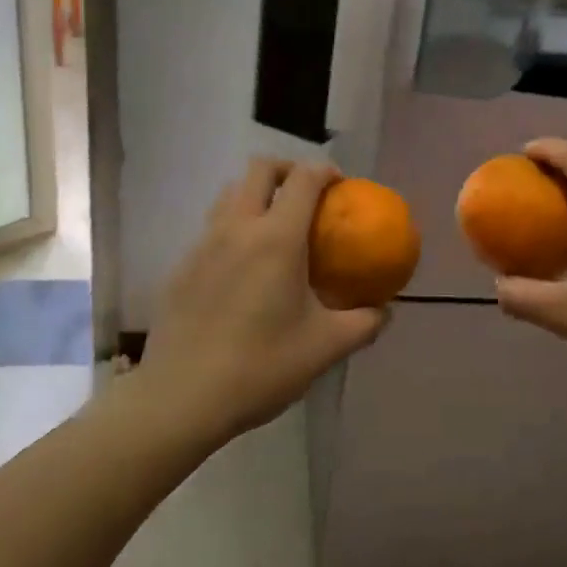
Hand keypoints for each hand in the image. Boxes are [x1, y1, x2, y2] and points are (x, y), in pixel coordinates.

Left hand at [141, 158, 387, 438]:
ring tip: (275, 227)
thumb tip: (385, 311)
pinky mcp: (181, 266)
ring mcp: (202, 244)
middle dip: (287, 170)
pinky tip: (243, 269)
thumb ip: (364, 323)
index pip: (303, 179)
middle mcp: (237, 228)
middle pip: (259, 169)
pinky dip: (233, 228)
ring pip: (230, 193)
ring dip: (256, 195)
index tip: (341, 187)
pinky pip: (211, 228)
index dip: (325, 171)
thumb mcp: (325, 348)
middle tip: (307, 197)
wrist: (181, 397)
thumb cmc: (261, 366)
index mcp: (276, 238)